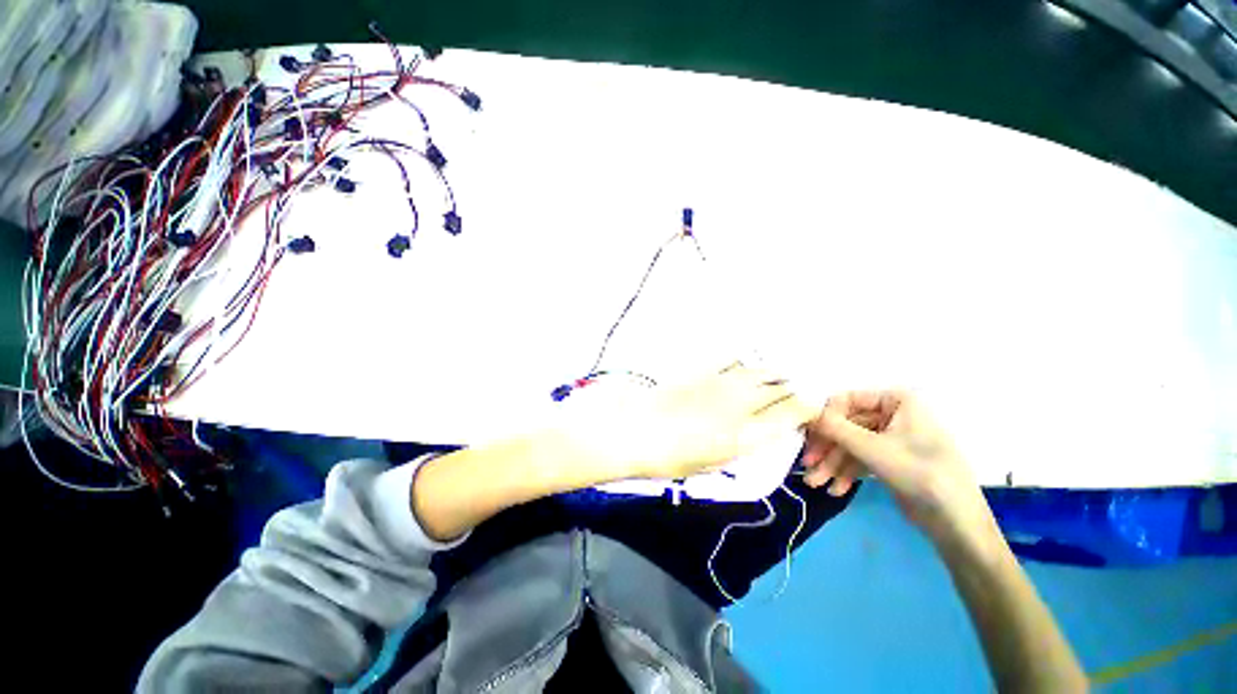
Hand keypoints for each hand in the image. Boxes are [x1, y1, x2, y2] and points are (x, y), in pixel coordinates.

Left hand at [558, 363, 819, 483]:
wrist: (636, 431)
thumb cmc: (672, 458)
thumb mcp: (714, 461)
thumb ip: (744, 443)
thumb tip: (764, 429)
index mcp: (746, 434)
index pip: (790, 414)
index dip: (806, 409)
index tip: (811, 407)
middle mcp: (741, 404)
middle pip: (778, 389)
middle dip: (791, 389)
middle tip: (795, 390)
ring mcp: (721, 383)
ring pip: (758, 371)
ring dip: (772, 373)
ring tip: (778, 375)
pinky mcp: (702, 371)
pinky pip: (731, 361)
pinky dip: (743, 362)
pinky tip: (746, 362)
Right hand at [801, 391, 996, 547]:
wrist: (957, 523)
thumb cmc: (920, 474)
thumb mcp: (873, 449)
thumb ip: (836, 428)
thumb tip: (805, 413)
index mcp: (896, 401)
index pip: (847, 401)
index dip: (825, 419)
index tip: (808, 438)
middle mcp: (892, 415)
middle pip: (846, 426)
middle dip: (826, 450)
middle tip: (807, 467)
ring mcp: (890, 439)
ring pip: (850, 446)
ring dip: (831, 465)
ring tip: (815, 485)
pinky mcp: (890, 460)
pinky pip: (860, 460)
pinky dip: (846, 473)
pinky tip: (836, 490)